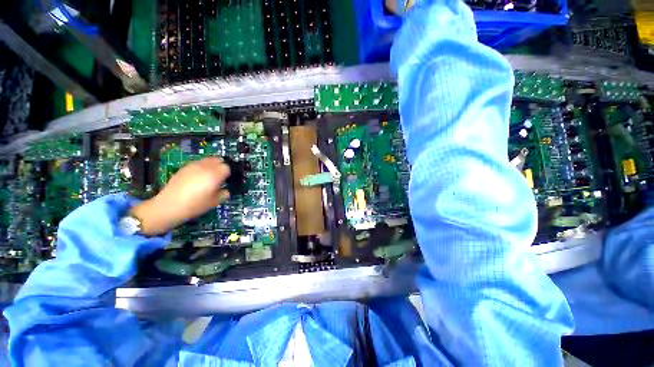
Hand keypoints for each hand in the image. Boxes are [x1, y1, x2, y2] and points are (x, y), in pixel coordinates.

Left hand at [130, 157, 230, 235]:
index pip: (227, 167)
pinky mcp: (184, 168)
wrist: (169, 206)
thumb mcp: (215, 202)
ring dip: (211, 165)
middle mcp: (205, 167)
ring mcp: (193, 165)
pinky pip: (197, 163)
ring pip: (207, 160)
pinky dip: (201, 167)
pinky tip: (197, 178)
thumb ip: (224, 194)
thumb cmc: (195, 205)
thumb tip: (225, 190)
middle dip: (221, 166)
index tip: (226, 181)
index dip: (228, 174)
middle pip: (218, 159)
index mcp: (215, 174)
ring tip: (209, 176)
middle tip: (220, 177)